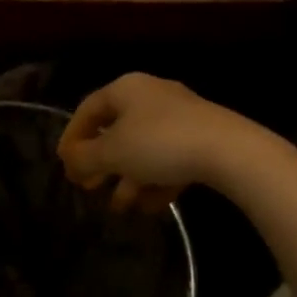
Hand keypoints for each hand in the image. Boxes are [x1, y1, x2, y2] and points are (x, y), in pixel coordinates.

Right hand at [58, 73, 259, 210]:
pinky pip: (169, 158)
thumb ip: (84, 157)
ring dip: (128, 178)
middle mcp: (151, 95)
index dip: (72, 137)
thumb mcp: (113, 153)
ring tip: (121, 207)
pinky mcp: (202, 138)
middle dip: (101, 163)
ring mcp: (180, 116)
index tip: (65, 165)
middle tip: (89, 188)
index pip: (88, 109)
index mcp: (126, 88)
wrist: (231, 151)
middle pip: (116, 130)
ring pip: (143, 148)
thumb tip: (69, 160)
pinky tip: (151, 206)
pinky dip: (156, 180)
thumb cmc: (160, 144)